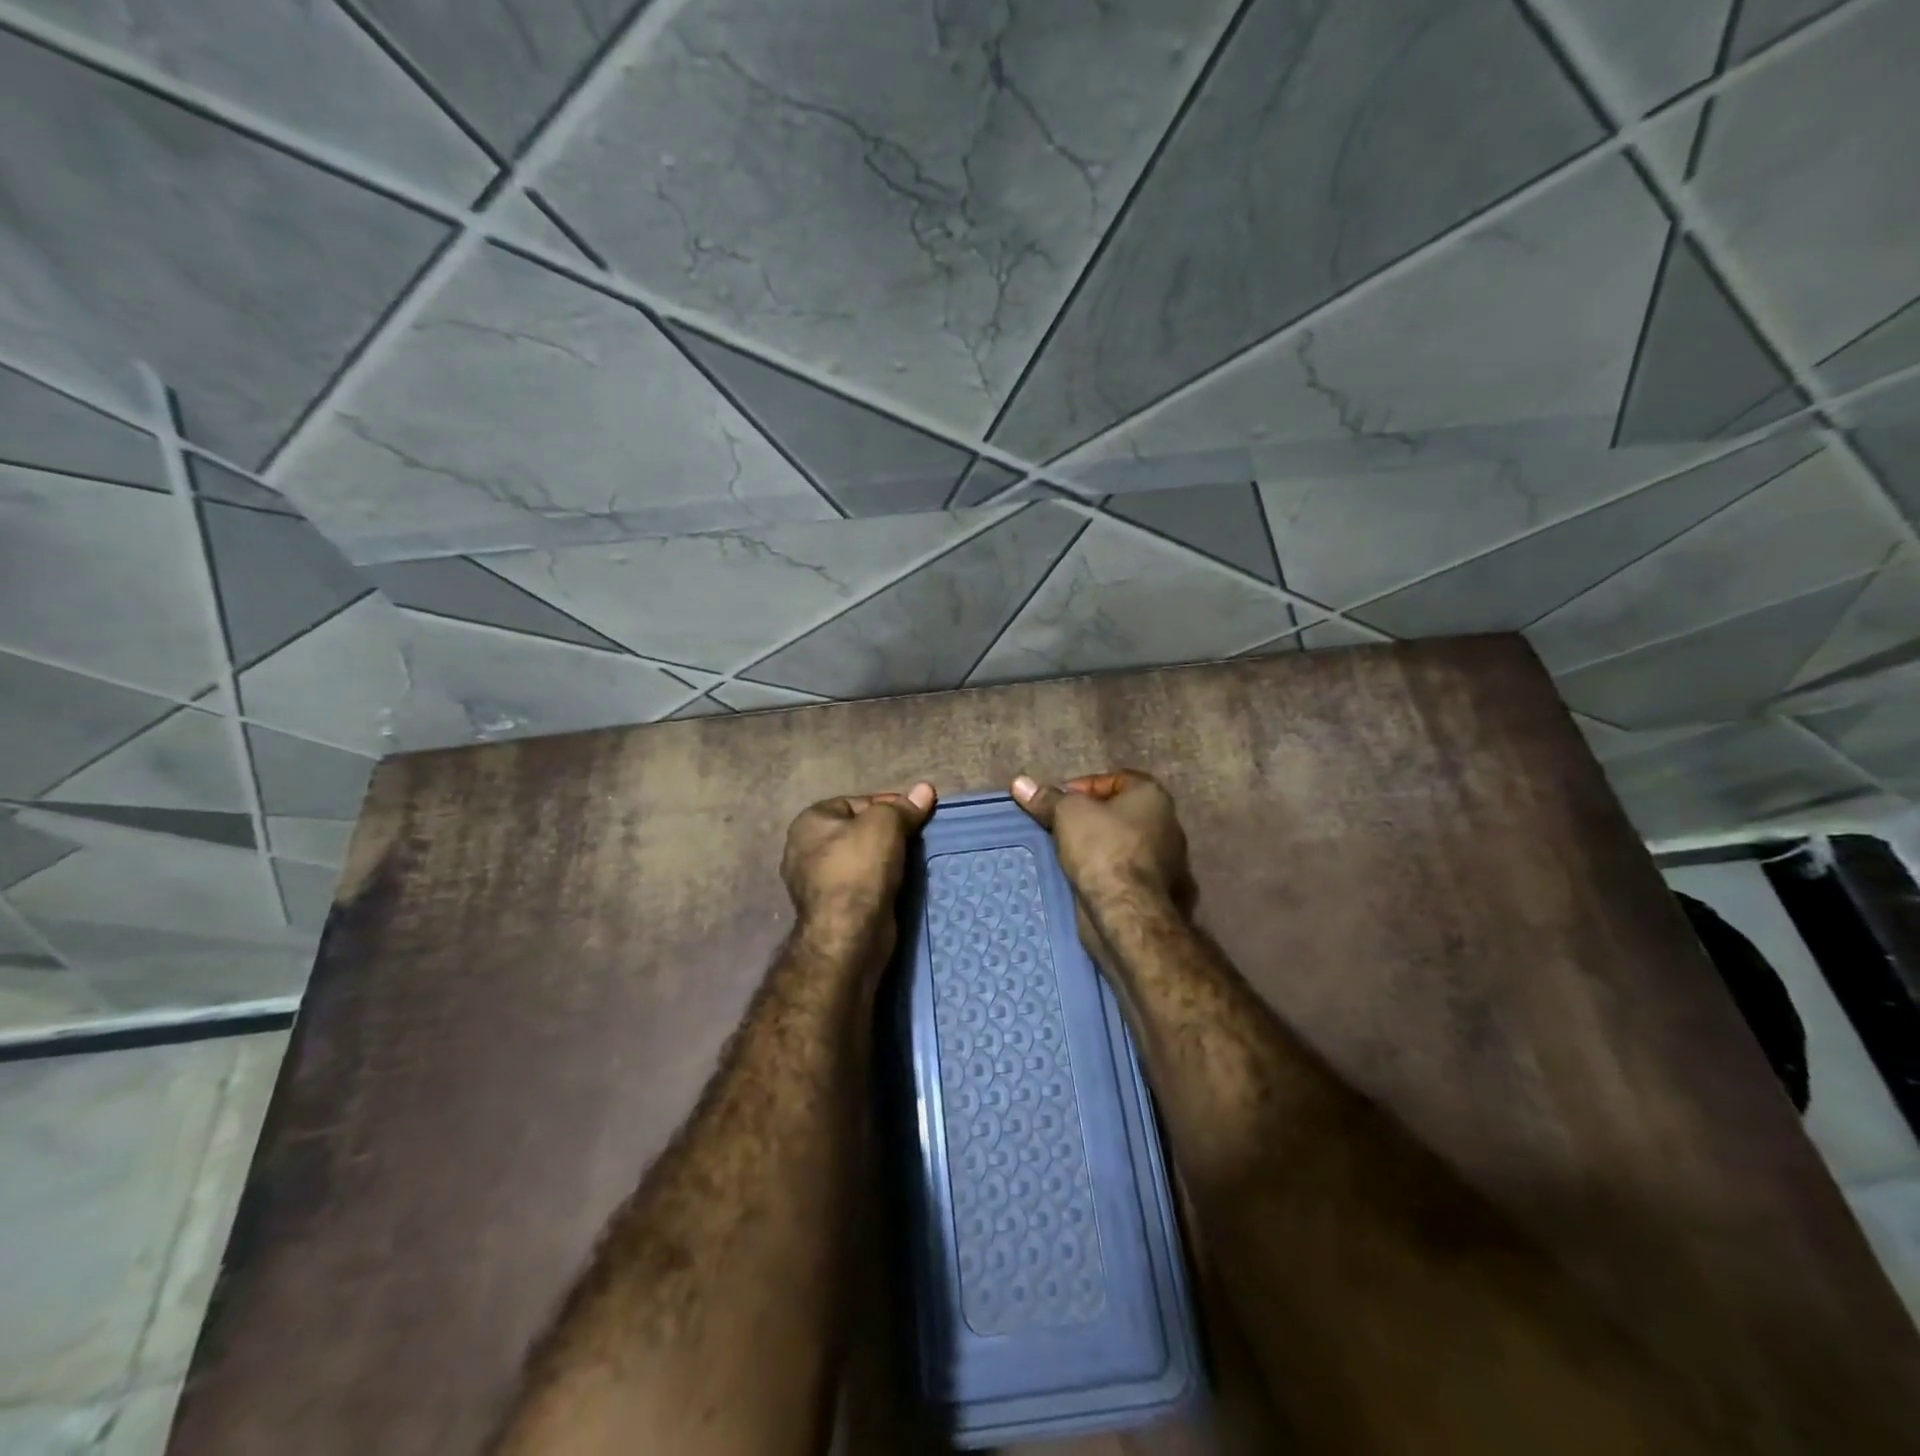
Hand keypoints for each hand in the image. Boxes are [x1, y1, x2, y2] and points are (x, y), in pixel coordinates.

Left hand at [781, 783, 936, 952]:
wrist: (849, 935)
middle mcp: (804, 849)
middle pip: (857, 830)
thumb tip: (925, 789)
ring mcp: (815, 882)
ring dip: (885, 858)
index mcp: (809, 822)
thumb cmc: (860, 868)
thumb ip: (903, 807)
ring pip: (860, 859)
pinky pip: (861, 883)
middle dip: (887, 832)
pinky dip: (879, 881)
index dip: (887, 804)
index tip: (915, 814)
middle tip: (916, 836)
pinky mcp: (831, 908)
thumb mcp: (885, 824)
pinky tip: (900, 882)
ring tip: (913, 859)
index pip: (855, 802)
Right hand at [1010, 770, 1194, 916]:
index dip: (1084, 786)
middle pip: (1119, 812)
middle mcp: (1167, 824)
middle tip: (1058, 827)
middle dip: (1089, 818)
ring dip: (1096, 847)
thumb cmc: (1102, 848)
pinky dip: (1106, 872)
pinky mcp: (1158, 891)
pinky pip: (1125, 872)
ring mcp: (1167, 860)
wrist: (1127, 911)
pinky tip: (1081, 877)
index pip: (1116, 779)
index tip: (1059, 802)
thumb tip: (1020, 783)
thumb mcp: (1067, 814)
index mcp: (1153, 797)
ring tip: (1064, 853)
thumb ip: (1047, 798)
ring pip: (1122, 844)